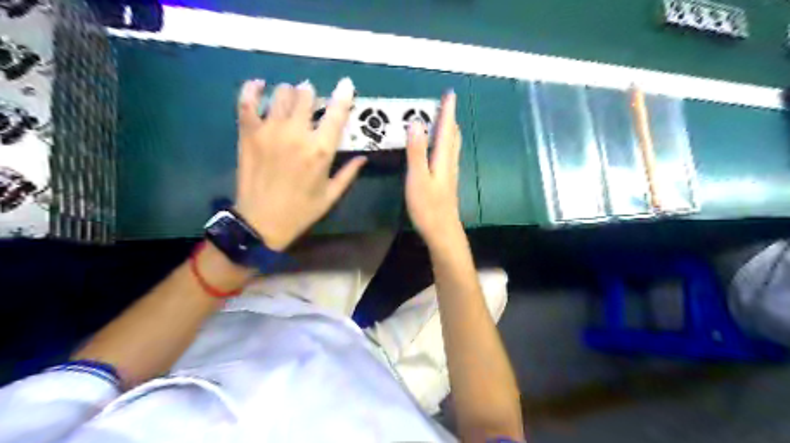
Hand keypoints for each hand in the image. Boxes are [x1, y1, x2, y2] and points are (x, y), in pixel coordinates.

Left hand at [232, 78, 365, 250]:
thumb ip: (349, 173)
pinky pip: (247, 101)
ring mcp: (270, 130)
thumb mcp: (331, 195)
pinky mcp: (249, 132)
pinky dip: (252, 89)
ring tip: (290, 101)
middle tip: (312, 102)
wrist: (261, 221)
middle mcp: (297, 133)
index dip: (343, 95)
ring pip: (282, 93)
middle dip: (313, 95)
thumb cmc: (301, 210)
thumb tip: (364, 157)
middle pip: (307, 95)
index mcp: (321, 150)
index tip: (346, 84)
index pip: (336, 112)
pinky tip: (259, 86)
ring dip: (290, 93)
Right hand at [408, 91, 464, 246]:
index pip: (447, 129)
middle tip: (446, 104)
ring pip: (453, 146)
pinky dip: (446, 144)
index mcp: (443, 159)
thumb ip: (416, 151)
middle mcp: (450, 163)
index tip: (450, 93)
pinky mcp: (447, 183)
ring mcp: (450, 174)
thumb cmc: (428, 206)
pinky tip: (441, 149)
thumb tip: (416, 123)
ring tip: (445, 121)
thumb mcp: (418, 178)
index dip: (448, 110)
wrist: (442, 231)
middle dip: (451, 118)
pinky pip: (449, 156)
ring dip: (450, 131)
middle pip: (453, 136)